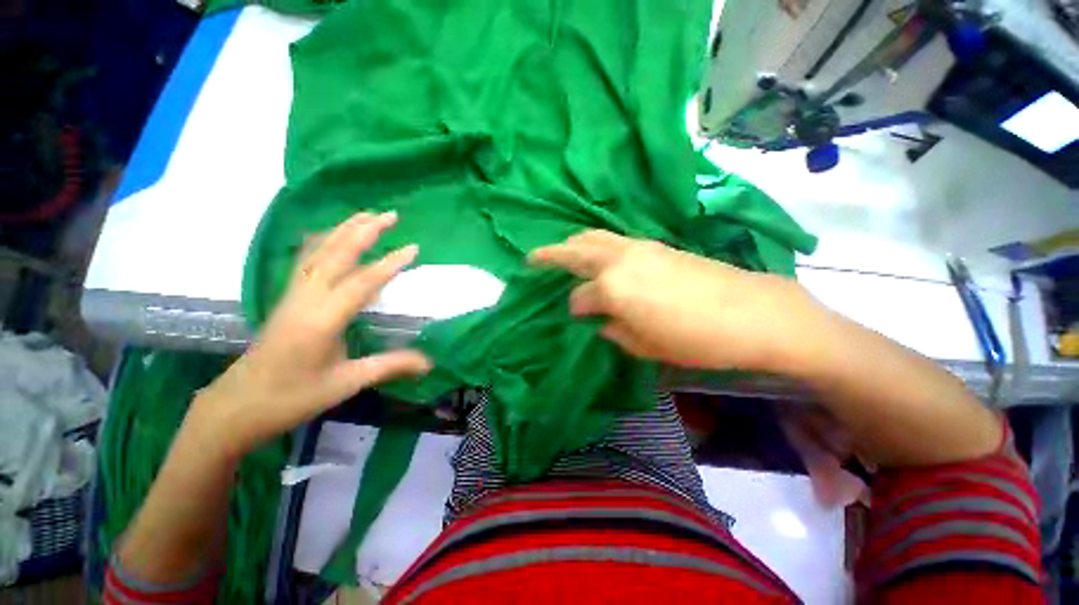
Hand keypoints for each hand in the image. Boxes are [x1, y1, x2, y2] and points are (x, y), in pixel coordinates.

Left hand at [194, 212, 430, 457]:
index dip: (390, 264)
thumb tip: (429, 363)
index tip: (413, 248)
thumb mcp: (346, 383)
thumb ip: (389, 366)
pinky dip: (321, 241)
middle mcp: (306, 298)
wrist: (237, 405)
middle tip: (390, 214)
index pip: (362, 282)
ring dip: (343, 230)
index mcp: (322, 319)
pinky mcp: (287, 298)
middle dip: (364, 231)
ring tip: (366, 215)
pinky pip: (305, 260)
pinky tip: (329, 235)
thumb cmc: (292, 397)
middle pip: (336, 254)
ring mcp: (293, 295)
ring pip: (318, 252)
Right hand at [529, 230, 823, 372]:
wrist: (752, 313)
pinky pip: (614, 239)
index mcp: (612, 287)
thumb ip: (614, 331)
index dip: (573, 309)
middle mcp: (619, 260)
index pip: (579, 297)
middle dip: (550, 254)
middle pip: (576, 250)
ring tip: (562, 253)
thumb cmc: (696, 339)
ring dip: (573, 243)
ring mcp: (638, 247)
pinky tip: (598, 256)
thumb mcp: (646, 346)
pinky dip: (597, 244)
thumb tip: (600, 321)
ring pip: (594, 237)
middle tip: (532, 259)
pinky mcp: (656, 244)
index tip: (576, 319)